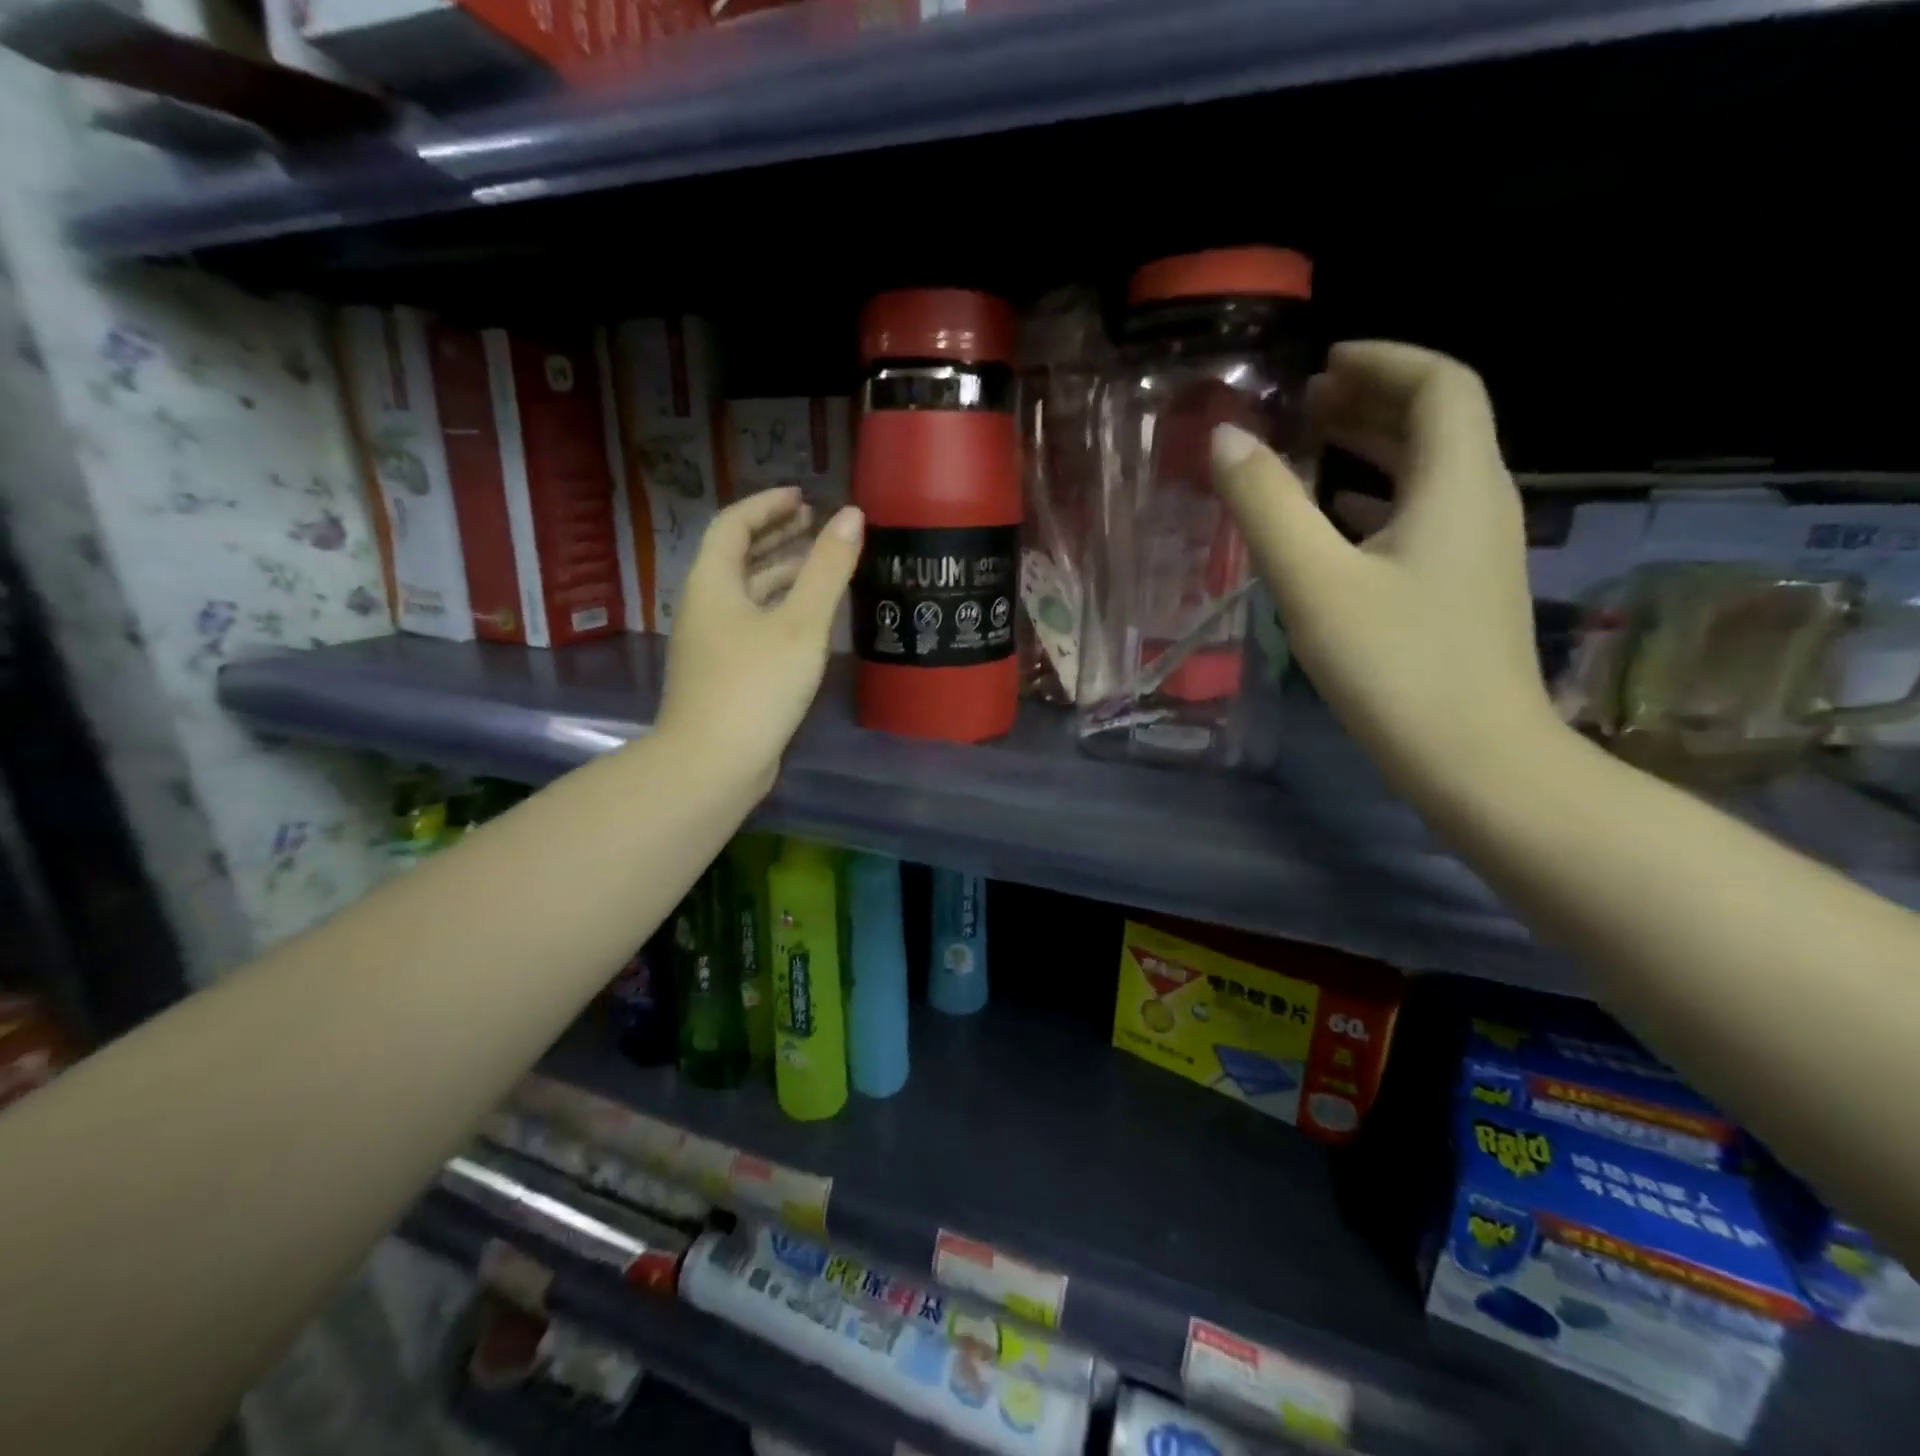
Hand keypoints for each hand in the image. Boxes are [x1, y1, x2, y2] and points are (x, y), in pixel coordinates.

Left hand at [656, 488, 863, 791]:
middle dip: (775, 536)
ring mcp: (712, 643)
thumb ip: (827, 569)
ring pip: (746, 594)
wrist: (713, 763)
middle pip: (737, 557)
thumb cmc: (756, 686)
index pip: (734, 525)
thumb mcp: (800, 624)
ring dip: (780, 573)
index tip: (802, 497)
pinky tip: (807, 621)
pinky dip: (779, 608)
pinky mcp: (724, 673)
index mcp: (713, 583)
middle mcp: (705, 606)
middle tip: (814, 525)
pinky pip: (752, 623)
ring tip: (819, 566)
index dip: (767, 505)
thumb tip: (851, 515)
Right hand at [1211, 341, 1560, 794]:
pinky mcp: (1461, 592)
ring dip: (1373, 450)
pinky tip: (1334, 526)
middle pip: (1438, 424)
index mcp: (1457, 484)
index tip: (1322, 364)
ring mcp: (1476, 552)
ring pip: (1429, 474)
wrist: (1476, 761)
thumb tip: (1226, 438)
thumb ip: (1266, 506)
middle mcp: (1480, 504)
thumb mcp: (1315, 582)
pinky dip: (1377, 502)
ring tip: (1311, 449)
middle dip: (1372, 400)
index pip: (1439, 385)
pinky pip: (1422, 519)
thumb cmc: (1396, 666)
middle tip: (1305, 403)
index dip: (1384, 360)